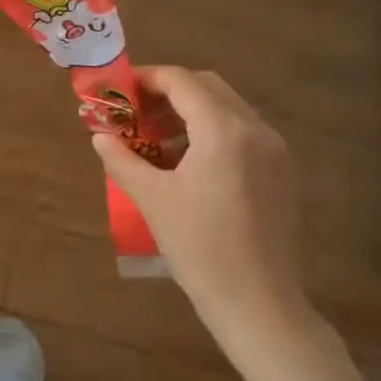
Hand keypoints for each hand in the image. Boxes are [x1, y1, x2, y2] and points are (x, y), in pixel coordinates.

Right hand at [92, 67, 327, 377]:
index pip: (182, 82)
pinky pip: (241, 133)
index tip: (117, 90)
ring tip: (154, 140)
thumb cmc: (200, 248)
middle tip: (134, 113)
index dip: (146, 79)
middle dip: (167, 92)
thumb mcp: (152, 200)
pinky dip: (210, 132)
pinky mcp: (280, 172)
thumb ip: (122, 160)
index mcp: (224, 130)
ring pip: (226, 109)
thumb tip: (101, 137)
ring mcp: (274, 150)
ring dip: (189, 112)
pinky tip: (185, 163)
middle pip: (207, 88)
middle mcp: (255, 129)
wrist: (258, 302)